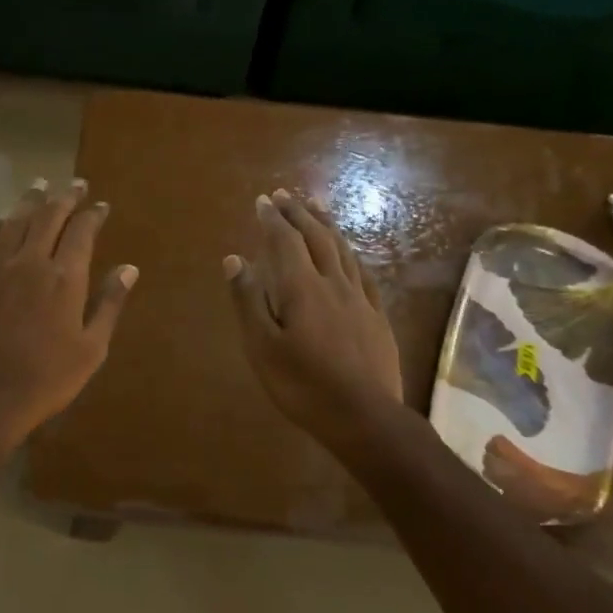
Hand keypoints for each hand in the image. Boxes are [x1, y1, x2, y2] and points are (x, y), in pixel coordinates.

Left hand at [0, 177, 136, 456]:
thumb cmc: (46, 380)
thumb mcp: (91, 349)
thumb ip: (109, 304)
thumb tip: (129, 268)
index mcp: (64, 278)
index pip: (82, 232)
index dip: (92, 214)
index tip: (100, 204)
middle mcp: (29, 263)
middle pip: (47, 217)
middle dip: (64, 197)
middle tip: (74, 184)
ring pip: (13, 222)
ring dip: (29, 201)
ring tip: (39, 185)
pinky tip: (1, 220)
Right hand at [224, 188, 402, 447]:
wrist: (364, 417)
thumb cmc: (303, 385)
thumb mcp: (262, 347)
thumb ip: (248, 301)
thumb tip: (235, 259)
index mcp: (302, 289)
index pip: (285, 242)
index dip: (273, 219)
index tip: (263, 200)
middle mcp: (333, 283)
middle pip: (316, 238)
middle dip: (299, 213)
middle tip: (285, 195)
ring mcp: (360, 299)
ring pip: (343, 250)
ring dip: (326, 225)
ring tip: (316, 208)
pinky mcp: (377, 316)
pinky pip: (363, 273)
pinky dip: (351, 254)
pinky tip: (349, 252)